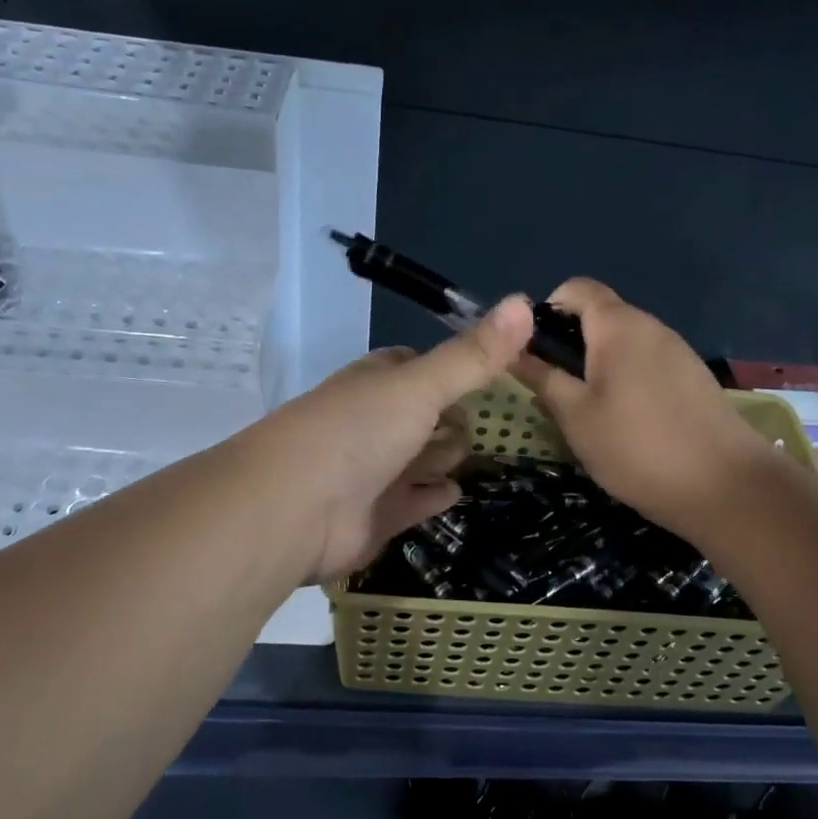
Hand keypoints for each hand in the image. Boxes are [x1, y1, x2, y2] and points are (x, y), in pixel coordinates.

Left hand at [250, 295, 535, 582]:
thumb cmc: (356, 433)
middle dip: (454, 416)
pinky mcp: (375, 517)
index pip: (418, 365)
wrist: (292, 511)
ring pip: (420, 458)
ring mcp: (372, 471)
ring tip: (481, 453)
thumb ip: (473, 355)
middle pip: (423, 415)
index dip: (454, 366)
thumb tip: (525, 301)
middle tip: (499, 420)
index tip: (498, 370)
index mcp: (377, 382)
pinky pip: (414, 502)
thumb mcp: (420, 386)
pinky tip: (455, 491)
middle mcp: (373, 422)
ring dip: (444, 455)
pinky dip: (433, 496)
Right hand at [511, 278, 771, 538]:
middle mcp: (651, 326)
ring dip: (597, 365)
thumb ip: (542, 378)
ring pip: (624, 344)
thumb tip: (513, 352)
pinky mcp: (693, 379)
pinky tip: (624, 423)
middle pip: (600, 316)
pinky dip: (625, 380)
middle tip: (552, 388)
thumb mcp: (576, 416)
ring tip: (585, 411)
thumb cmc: (638, 447)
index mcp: (619, 325)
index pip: (576, 288)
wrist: (727, 488)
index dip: (547, 309)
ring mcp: (677, 352)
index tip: (532, 350)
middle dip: (570, 344)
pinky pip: (647, 364)